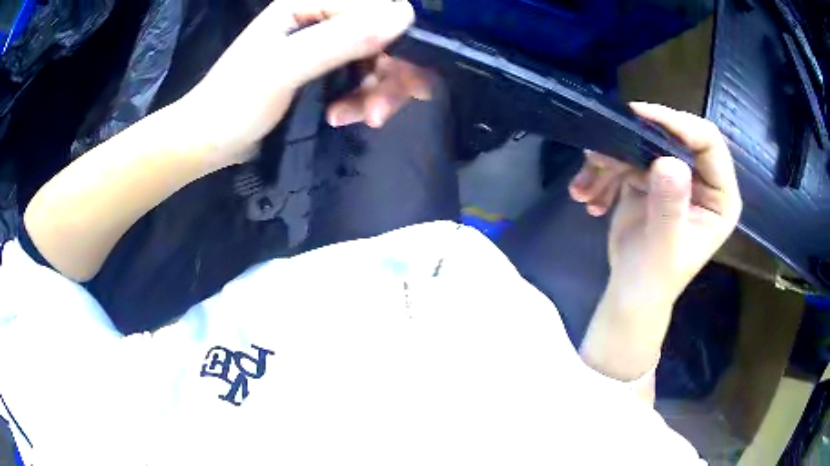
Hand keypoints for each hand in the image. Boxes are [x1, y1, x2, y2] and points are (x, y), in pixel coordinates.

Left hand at [184, 0, 415, 164]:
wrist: (210, 141)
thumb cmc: (235, 102)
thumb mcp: (283, 69)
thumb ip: (340, 40)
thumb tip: (406, 16)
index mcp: (308, 5)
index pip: (375, 8)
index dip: (394, 40)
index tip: (395, 77)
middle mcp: (321, 19)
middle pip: (382, 37)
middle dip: (388, 76)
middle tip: (379, 112)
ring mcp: (323, 46)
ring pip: (378, 61)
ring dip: (376, 94)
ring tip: (362, 120)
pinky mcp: (323, 72)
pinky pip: (362, 81)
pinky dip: (361, 102)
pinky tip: (343, 118)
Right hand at [575, 102, 742, 309]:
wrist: (630, 292)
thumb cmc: (654, 278)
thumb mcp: (665, 246)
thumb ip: (670, 206)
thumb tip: (668, 162)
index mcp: (719, 195)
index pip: (708, 142)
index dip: (678, 124)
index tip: (641, 116)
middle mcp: (701, 179)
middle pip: (672, 136)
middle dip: (634, 142)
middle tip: (602, 151)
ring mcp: (673, 175)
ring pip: (642, 145)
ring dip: (609, 163)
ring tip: (585, 189)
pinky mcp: (649, 176)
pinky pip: (624, 158)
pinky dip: (602, 174)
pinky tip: (588, 196)